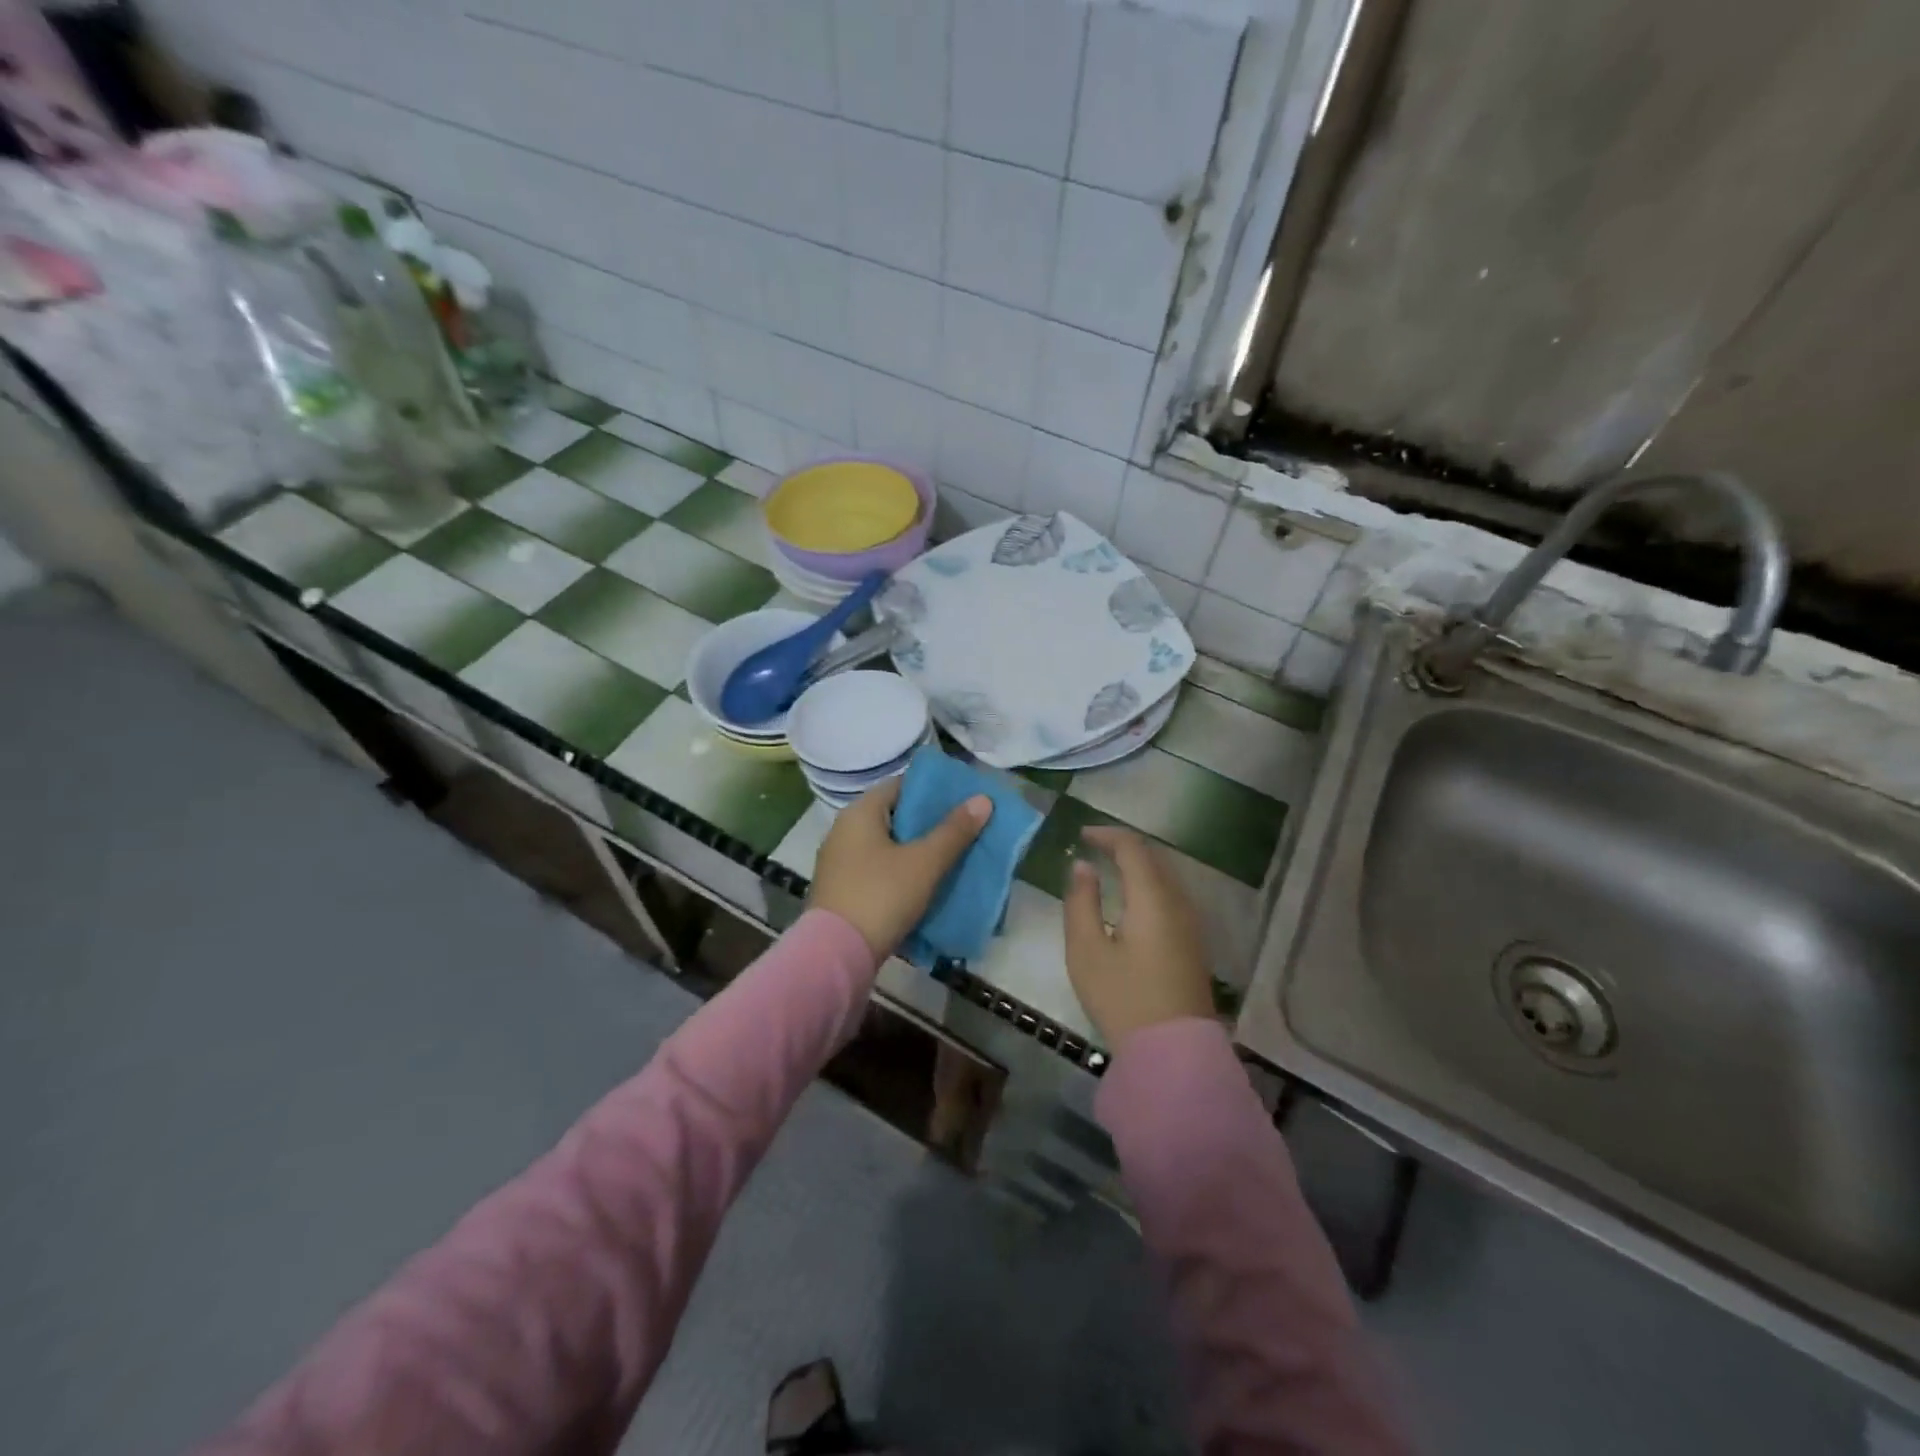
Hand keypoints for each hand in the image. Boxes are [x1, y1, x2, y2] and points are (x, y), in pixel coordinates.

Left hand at [810, 777, 992, 958]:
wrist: (835, 955)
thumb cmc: (881, 896)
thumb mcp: (924, 862)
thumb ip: (954, 831)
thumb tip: (982, 799)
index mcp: (859, 813)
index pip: (900, 786)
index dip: (932, 790)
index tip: (962, 799)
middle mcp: (844, 831)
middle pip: (894, 816)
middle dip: (928, 823)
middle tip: (964, 828)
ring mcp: (839, 863)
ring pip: (886, 846)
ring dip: (915, 850)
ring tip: (951, 856)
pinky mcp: (841, 890)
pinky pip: (877, 870)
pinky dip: (900, 872)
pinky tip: (925, 884)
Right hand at [1064, 827, 1214, 1048]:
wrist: (1173, 1052)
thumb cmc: (1123, 997)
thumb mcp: (1086, 950)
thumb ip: (1081, 902)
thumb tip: (1082, 866)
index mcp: (1152, 898)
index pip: (1133, 848)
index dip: (1107, 834)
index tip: (1082, 834)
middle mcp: (1179, 902)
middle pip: (1154, 858)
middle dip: (1124, 846)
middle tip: (1094, 846)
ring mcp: (1192, 923)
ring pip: (1166, 876)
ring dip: (1139, 865)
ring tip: (1110, 868)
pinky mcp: (1194, 943)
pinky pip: (1172, 896)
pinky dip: (1150, 885)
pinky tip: (1132, 900)